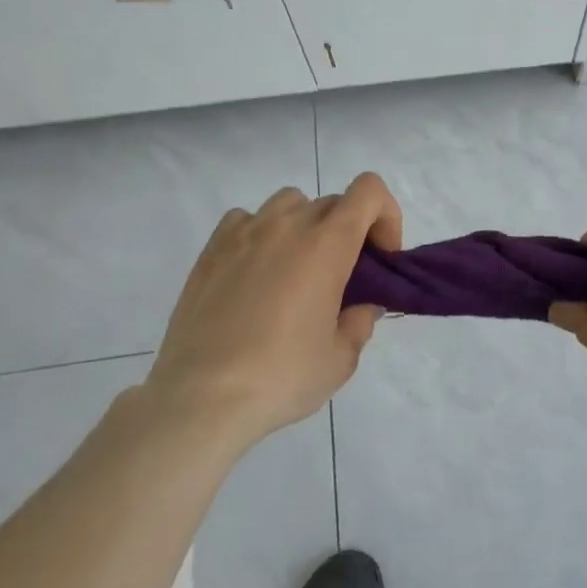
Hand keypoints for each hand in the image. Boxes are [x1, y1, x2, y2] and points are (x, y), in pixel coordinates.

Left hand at [148, 173, 401, 454]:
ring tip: (296, 271)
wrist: (201, 397)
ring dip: (305, 226)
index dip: (385, 216)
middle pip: (334, 203)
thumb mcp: (341, 358)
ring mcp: (246, 231)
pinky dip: (261, 234)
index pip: (369, 191)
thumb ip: (360, 321)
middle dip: (349, 232)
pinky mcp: (212, 248)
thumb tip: (360, 306)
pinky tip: (256, 272)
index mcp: (328, 243)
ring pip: (290, 203)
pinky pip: (246, 219)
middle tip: (343, 278)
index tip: (380, 258)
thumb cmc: (282, 376)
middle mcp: (289, 224)